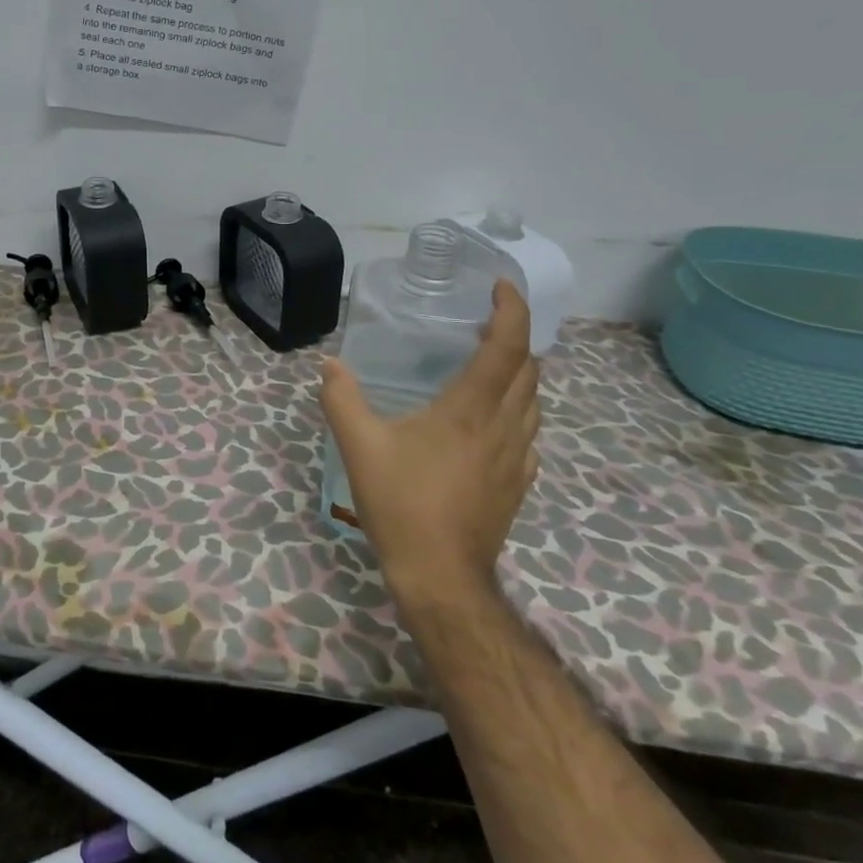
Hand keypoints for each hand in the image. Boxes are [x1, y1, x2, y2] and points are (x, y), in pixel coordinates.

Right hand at [319, 279, 541, 619]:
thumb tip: (329, 364)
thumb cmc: (402, 504)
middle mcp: (503, 427)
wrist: (441, 577)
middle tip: (486, 323)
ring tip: (491, 365)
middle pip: (529, 370)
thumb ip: (342, 399)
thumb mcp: (360, 446)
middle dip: (516, 337)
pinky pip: (529, 434)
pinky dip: (519, 412)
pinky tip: (494, 422)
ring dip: (520, 374)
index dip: (512, 309)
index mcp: (470, 410)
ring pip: (534, 402)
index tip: (501, 286)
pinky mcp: (517, 484)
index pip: (508, 346)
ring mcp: (517, 459)